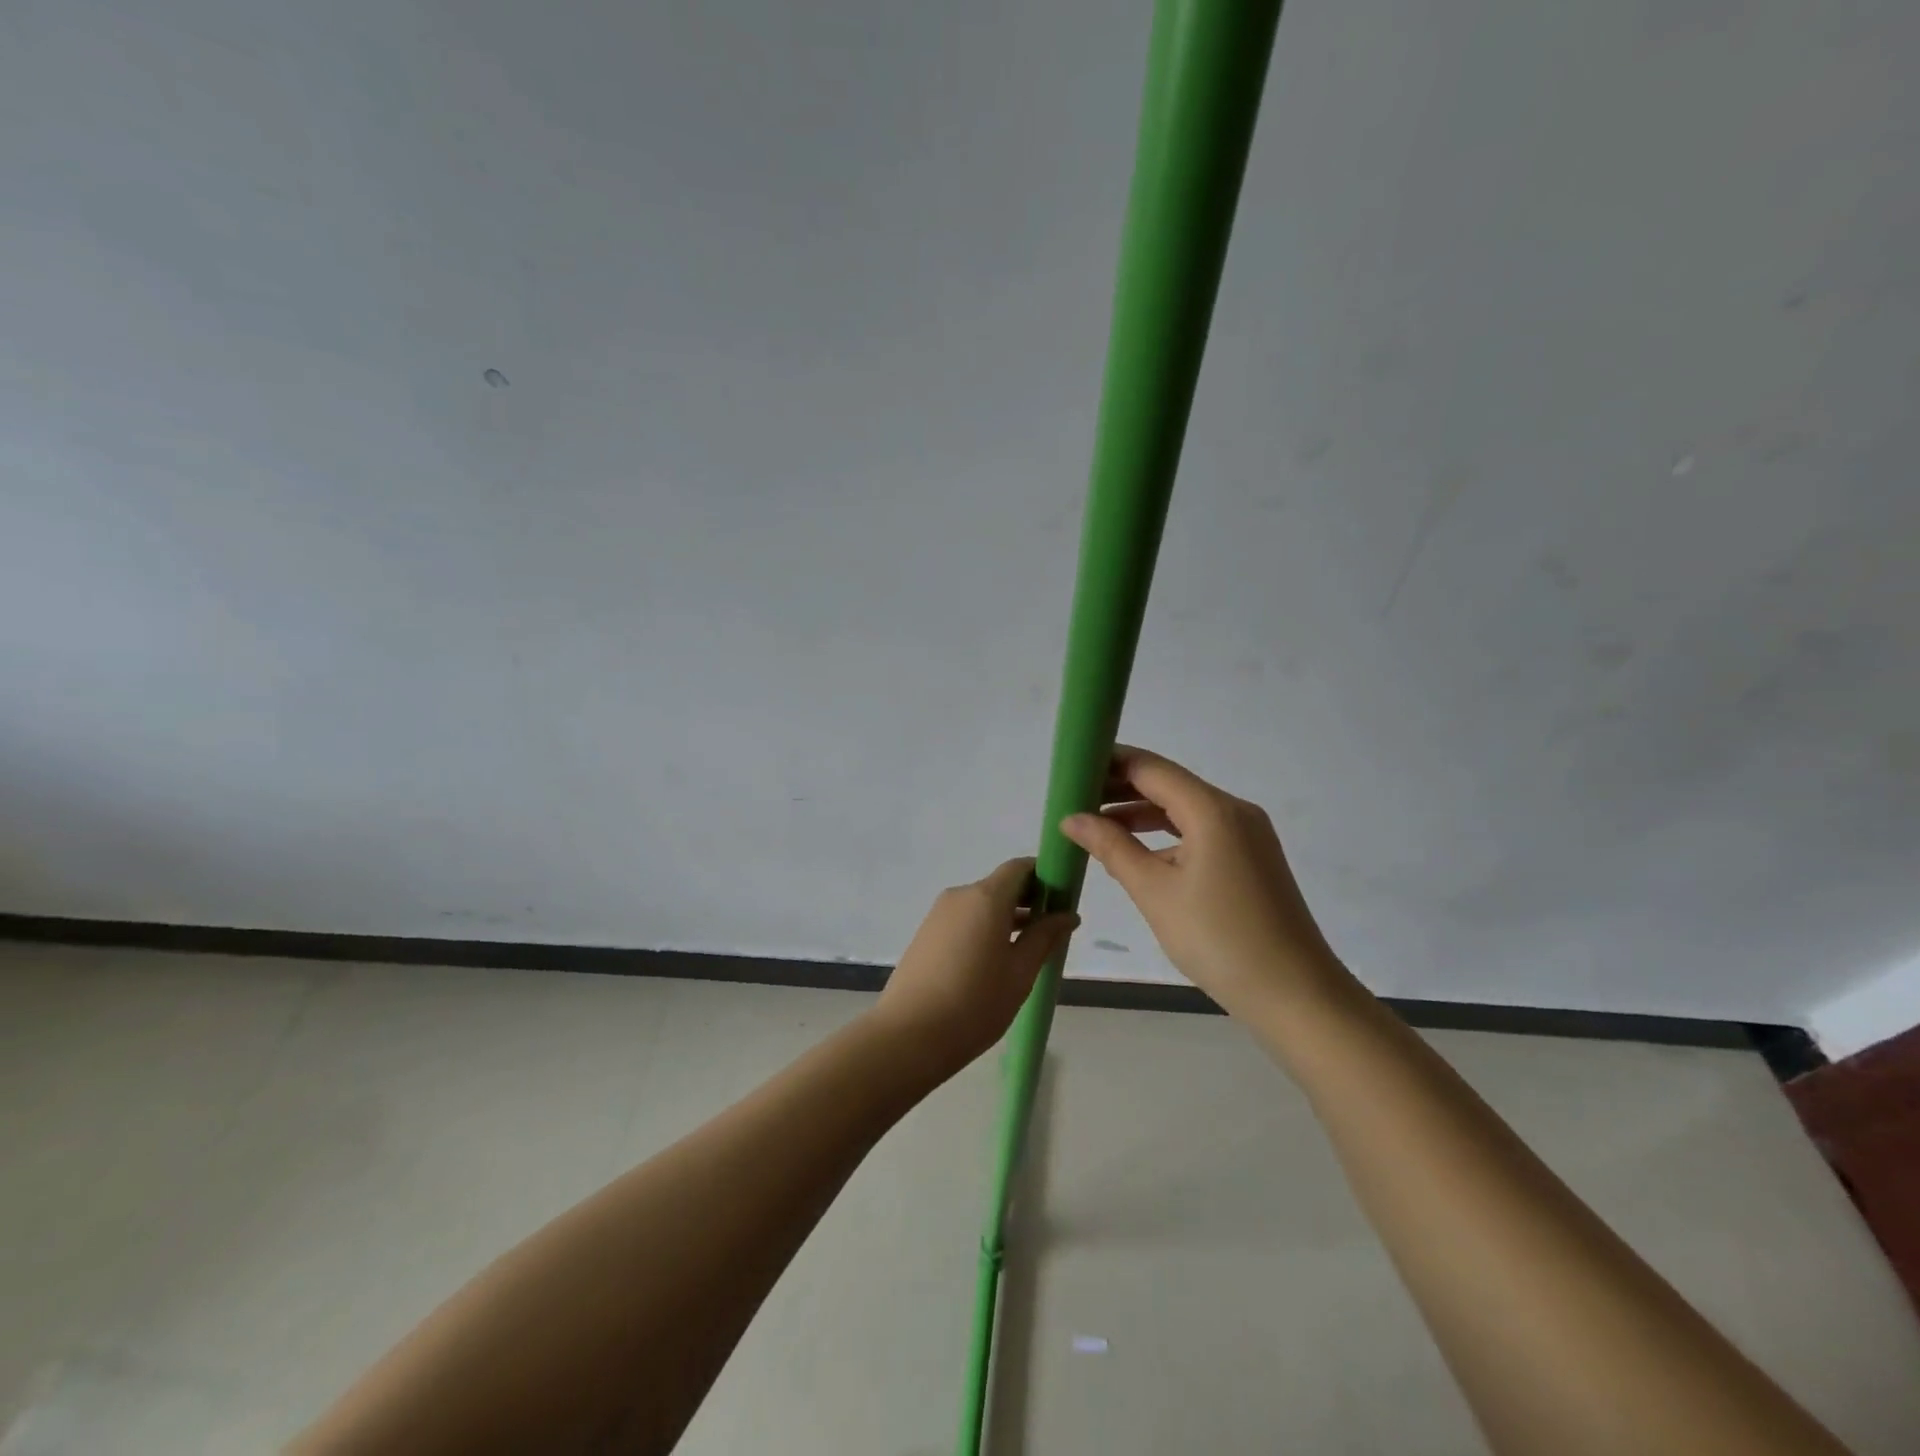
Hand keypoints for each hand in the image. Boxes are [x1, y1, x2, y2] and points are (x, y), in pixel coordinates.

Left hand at [871, 858, 1078, 1070]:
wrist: (908, 1035)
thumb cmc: (975, 1003)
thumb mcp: (1020, 973)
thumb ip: (1045, 938)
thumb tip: (1068, 915)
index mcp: (986, 897)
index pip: (1019, 867)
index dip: (1045, 877)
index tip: (1063, 900)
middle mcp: (960, 896)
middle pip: (1001, 885)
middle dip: (1029, 901)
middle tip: (1052, 931)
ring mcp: (939, 914)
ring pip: (982, 905)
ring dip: (1007, 918)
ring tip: (1028, 951)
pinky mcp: (926, 934)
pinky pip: (964, 920)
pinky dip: (985, 929)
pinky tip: (995, 963)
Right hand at [1060, 746, 1346, 1018]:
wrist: (1295, 995)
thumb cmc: (1219, 939)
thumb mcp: (1155, 892)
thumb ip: (1111, 848)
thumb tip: (1071, 818)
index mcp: (1212, 810)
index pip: (1150, 768)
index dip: (1108, 763)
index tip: (1070, 771)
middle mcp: (1233, 811)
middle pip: (1167, 785)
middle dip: (1120, 789)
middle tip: (1073, 801)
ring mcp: (1247, 836)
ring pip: (1183, 810)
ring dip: (1140, 815)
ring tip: (1095, 828)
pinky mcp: (1251, 860)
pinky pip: (1200, 833)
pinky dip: (1165, 838)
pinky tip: (1137, 856)